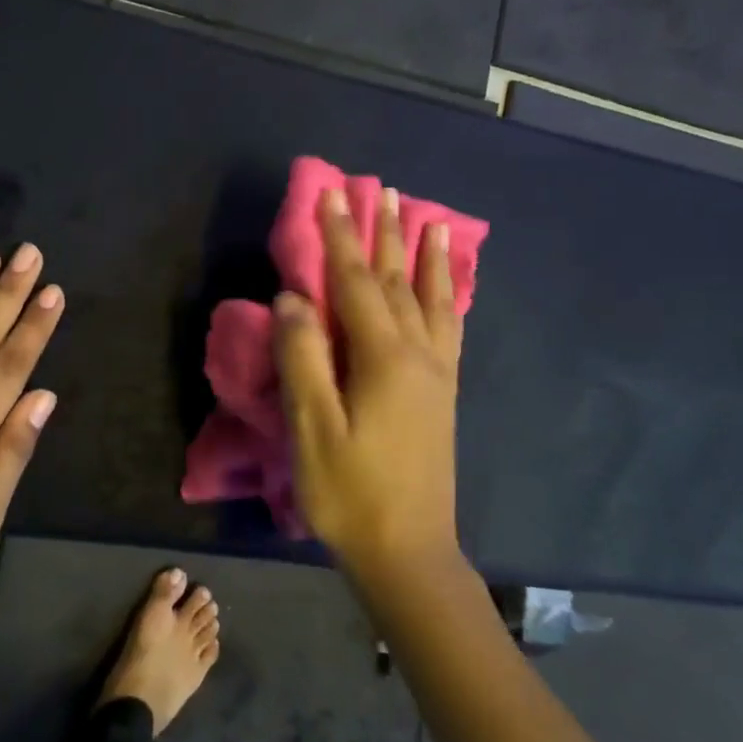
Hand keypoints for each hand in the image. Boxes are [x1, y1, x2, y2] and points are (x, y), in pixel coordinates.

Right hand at [273, 188, 463, 575]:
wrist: (407, 550)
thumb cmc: (349, 492)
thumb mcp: (312, 428)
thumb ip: (303, 359)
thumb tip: (293, 298)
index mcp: (383, 358)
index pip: (354, 283)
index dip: (340, 237)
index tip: (331, 194)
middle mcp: (417, 355)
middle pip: (396, 281)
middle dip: (383, 234)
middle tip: (380, 191)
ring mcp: (436, 374)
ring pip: (431, 300)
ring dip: (424, 257)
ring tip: (429, 220)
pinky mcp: (443, 393)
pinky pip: (449, 328)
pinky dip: (448, 297)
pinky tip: (449, 289)